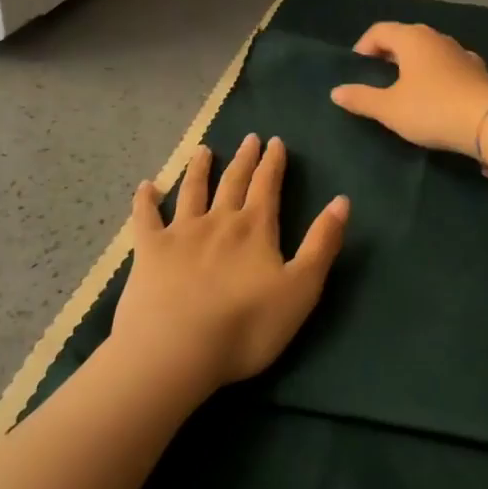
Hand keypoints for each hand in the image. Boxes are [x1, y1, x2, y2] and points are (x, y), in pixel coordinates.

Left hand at [112, 133, 348, 392]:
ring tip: (204, 151)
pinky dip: (145, 199)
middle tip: (249, 138)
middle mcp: (219, 220)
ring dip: (199, 169)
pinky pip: (145, 217)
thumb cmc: (247, 325)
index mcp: (255, 228)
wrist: (176, 350)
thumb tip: (342, 200)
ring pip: (192, 191)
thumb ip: (322, 243)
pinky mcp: (148, 251)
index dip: (273, 163)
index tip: (275, 141)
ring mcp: (180, 233)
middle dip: (244, 159)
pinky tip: (146, 186)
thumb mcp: (301, 287)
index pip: (267, 185)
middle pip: (233, 181)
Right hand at [329, 22, 487, 154]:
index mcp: (412, 38)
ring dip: (414, 63)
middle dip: (388, 52)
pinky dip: (436, 73)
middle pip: (405, 36)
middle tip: (376, 74)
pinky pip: (448, 65)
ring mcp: (461, 52)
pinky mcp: (478, 70)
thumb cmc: (432, 109)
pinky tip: (436, 93)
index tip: (356, 66)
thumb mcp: (390, 108)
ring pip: (429, 50)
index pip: (379, 30)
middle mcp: (437, 37)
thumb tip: (336, 91)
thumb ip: (361, 98)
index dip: (364, 45)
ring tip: (404, 85)